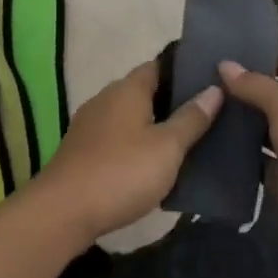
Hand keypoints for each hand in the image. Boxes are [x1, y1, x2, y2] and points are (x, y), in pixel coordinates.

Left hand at [36, 61, 222, 242]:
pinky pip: (118, 139)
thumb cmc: (122, 172)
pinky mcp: (83, 151)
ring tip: (187, 140)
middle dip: (172, 101)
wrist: (64, 212)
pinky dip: (136, 145)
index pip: (158, 66)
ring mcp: (90, 126)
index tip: (210, 80)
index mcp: (127, 89)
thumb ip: (192, 118)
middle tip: (207, 114)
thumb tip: (214, 88)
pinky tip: (153, 164)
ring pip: (130, 117)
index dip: (183, 71)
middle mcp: (106, 99)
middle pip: (144, 91)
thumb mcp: (168, 147)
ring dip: (154, 126)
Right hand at [218, 52, 277, 269]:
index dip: (263, 58)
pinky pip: (258, 158)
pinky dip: (239, 151)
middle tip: (204, 83)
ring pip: (264, 127)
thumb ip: (255, 85)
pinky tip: (209, 141)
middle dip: (244, 90)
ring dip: (239, 121)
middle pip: (276, 95)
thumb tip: (225, 65)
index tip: (226, 58)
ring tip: (202, 109)